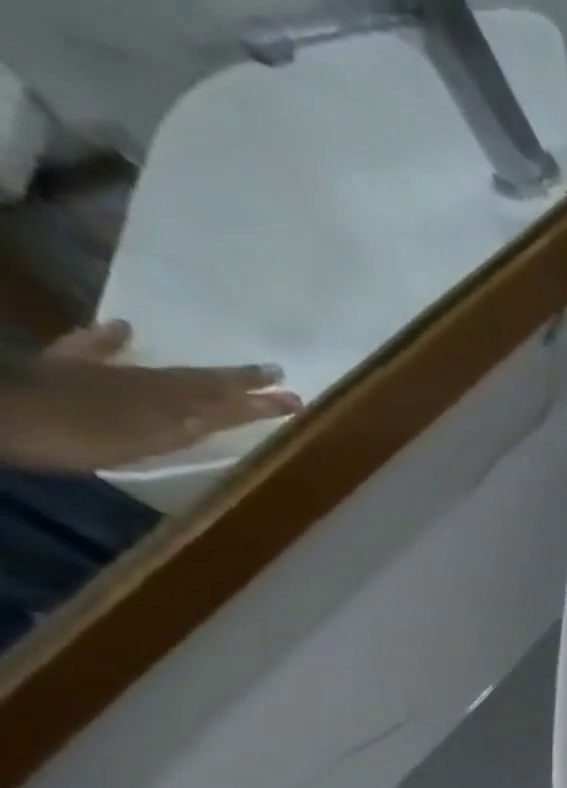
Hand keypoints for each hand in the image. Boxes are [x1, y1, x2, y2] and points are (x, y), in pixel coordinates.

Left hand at [0, 320, 301, 473]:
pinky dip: (112, 340)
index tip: (294, 396)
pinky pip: (97, 349)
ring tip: (231, 368)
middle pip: (203, 380)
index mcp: (171, 399)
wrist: (9, 418)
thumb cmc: (85, 436)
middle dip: (241, 380)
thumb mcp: (155, 435)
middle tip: (275, 373)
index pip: (227, 398)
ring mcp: (110, 374)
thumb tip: (240, 399)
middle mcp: (149, 382)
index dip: (260, 398)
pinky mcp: (70, 369)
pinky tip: (123, 328)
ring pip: (168, 371)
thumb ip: (200, 416)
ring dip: (203, 372)